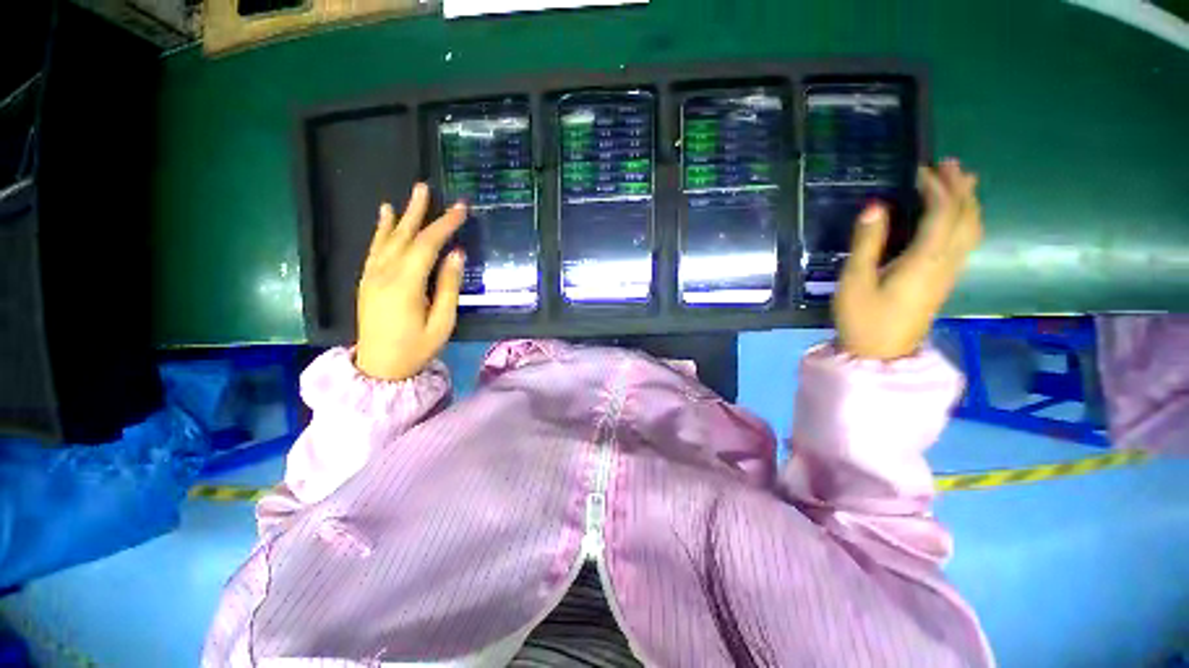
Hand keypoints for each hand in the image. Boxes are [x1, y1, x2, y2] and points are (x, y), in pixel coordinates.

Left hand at [355, 183, 466, 380]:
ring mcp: (372, 275)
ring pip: (388, 238)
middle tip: (428, 188)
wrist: (379, 368)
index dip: (445, 224)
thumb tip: (456, 254)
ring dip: (401, 215)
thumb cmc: (416, 348)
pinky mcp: (367, 280)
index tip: (462, 209)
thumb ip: (448, 287)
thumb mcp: (442, 323)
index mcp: (405, 285)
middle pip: (405, 236)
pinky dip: (381, 230)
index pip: (427, 245)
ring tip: (412, 195)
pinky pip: (375, 248)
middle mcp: (384, 273)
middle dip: (419, 211)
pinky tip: (385, 217)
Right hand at [833, 159, 982, 360]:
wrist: (881, 354)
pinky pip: (966, 241)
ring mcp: (949, 272)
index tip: (918, 169)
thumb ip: (867, 244)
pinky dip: (966, 219)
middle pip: (966, 217)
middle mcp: (945, 262)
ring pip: (972, 229)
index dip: (935, 187)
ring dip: (968, 201)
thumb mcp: (855, 282)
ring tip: (961, 180)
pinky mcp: (944, 280)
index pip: (942, 213)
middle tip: (948, 163)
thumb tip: (874, 206)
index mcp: (924, 261)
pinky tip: (957, 216)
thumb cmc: (863, 318)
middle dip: (960, 187)